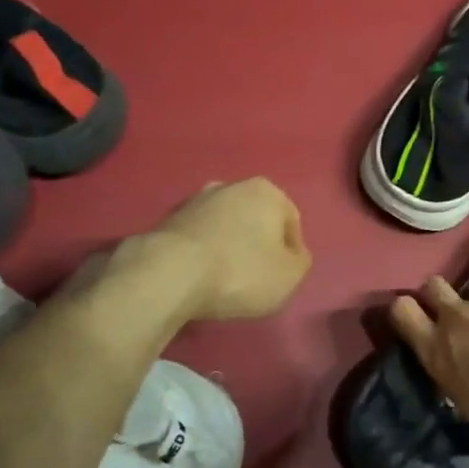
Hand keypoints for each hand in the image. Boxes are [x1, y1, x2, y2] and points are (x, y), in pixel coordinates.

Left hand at [150, 178, 311, 320]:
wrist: (169, 274)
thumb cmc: (240, 271)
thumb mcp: (290, 276)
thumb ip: (300, 262)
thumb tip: (293, 255)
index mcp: (267, 191)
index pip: (291, 222)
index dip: (291, 253)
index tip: (281, 278)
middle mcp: (231, 186)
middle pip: (256, 220)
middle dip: (258, 245)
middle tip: (255, 278)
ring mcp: (195, 200)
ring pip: (225, 227)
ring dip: (229, 248)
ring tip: (224, 281)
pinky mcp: (168, 220)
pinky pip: (198, 238)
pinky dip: (203, 254)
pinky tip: (199, 278)